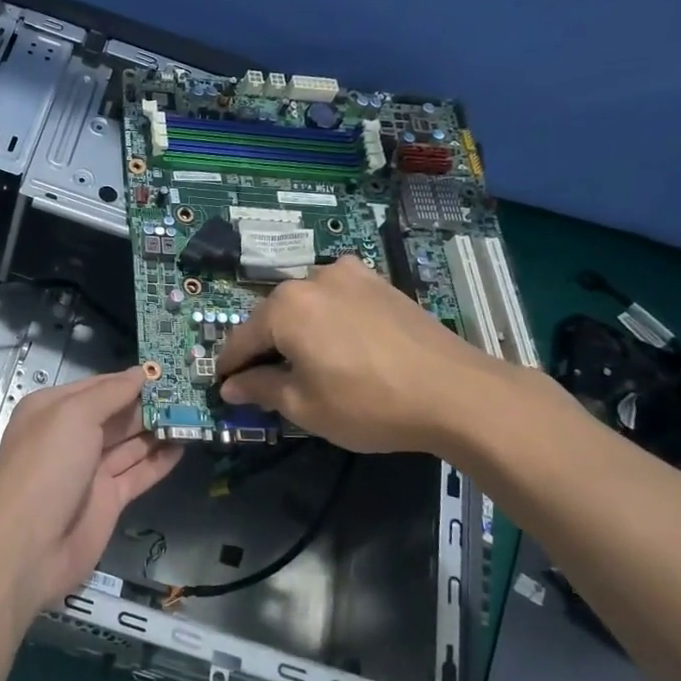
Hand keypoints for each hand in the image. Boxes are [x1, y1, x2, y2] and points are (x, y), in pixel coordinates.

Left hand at [0, 368, 181, 613]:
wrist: (29, 545)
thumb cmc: (46, 467)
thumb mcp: (73, 416)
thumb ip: (109, 393)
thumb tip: (140, 373)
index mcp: (53, 410)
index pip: (98, 387)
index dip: (130, 380)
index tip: (168, 371)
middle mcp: (71, 436)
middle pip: (116, 414)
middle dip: (149, 404)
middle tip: (191, 393)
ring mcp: (90, 470)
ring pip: (130, 443)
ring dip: (159, 430)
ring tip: (195, 415)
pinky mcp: (108, 499)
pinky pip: (138, 474)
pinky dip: (160, 461)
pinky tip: (184, 446)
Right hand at [215, 254, 526, 454]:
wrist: (456, 392)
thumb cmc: (369, 403)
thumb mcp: (304, 406)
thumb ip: (260, 389)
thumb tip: (230, 386)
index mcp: (285, 307)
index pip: (241, 339)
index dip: (230, 368)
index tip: (225, 388)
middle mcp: (311, 279)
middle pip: (272, 317)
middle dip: (265, 348)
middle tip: (269, 383)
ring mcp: (349, 275)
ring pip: (305, 306)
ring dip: (297, 332)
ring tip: (309, 365)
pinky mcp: (378, 282)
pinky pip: (336, 299)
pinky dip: (327, 320)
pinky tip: (341, 347)